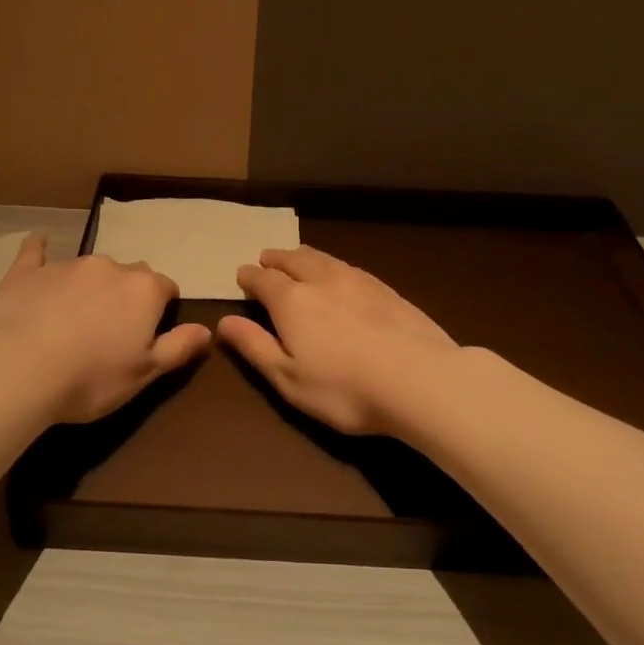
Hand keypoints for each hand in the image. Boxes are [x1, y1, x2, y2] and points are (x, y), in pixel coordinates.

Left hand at [0, 234, 211, 423]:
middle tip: (113, 330)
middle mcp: (110, 268)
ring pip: (90, 268)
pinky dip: (40, 251)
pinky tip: (38, 244)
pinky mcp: (28, 271)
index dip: (162, 310)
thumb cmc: (90, 378)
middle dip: (127, 295)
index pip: (167, 288)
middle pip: (129, 275)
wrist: (17, 369)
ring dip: (90, 286)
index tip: (150, 334)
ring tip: (75, 318)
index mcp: (144, 290)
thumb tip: (207, 329)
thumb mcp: (145, 373)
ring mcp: (67, 265)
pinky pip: (37, 252)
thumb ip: (179, 347)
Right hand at [217, 246, 458, 435]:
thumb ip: (254, 346)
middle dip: (276, 259)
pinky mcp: (388, 290)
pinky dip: (334, 266)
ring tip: (298, 257)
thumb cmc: (343, 388)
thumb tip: (223, 321)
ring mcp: (359, 281)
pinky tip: (341, 274)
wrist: (420, 380)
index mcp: (292, 301)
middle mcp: (322, 280)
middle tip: (267, 258)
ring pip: (324, 259)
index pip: (263, 279)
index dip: (249, 276)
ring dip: (305, 256)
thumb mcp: (287, 378)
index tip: (242, 275)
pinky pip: (351, 267)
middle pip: (294, 260)